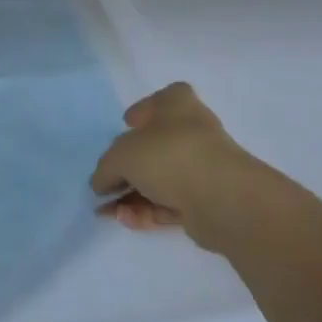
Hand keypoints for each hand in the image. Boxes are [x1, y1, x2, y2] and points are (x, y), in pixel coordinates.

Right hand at [90, 82, 280, 251]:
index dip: (141, 113)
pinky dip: (146, 210)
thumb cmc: (168, 155)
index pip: (157, 101)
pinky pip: (169, 202)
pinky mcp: (205, 200)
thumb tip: (101, 183)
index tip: (126, 127)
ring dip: (131, 195)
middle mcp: (191, 130)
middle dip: (126, 167)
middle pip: (153, 145)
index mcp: (176, 104)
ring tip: (105, 212)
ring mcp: (201, 166)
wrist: (221, 197)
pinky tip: (125, 220)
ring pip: (159, 179)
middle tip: (105, 184)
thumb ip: (105, 168)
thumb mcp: (121, 155)